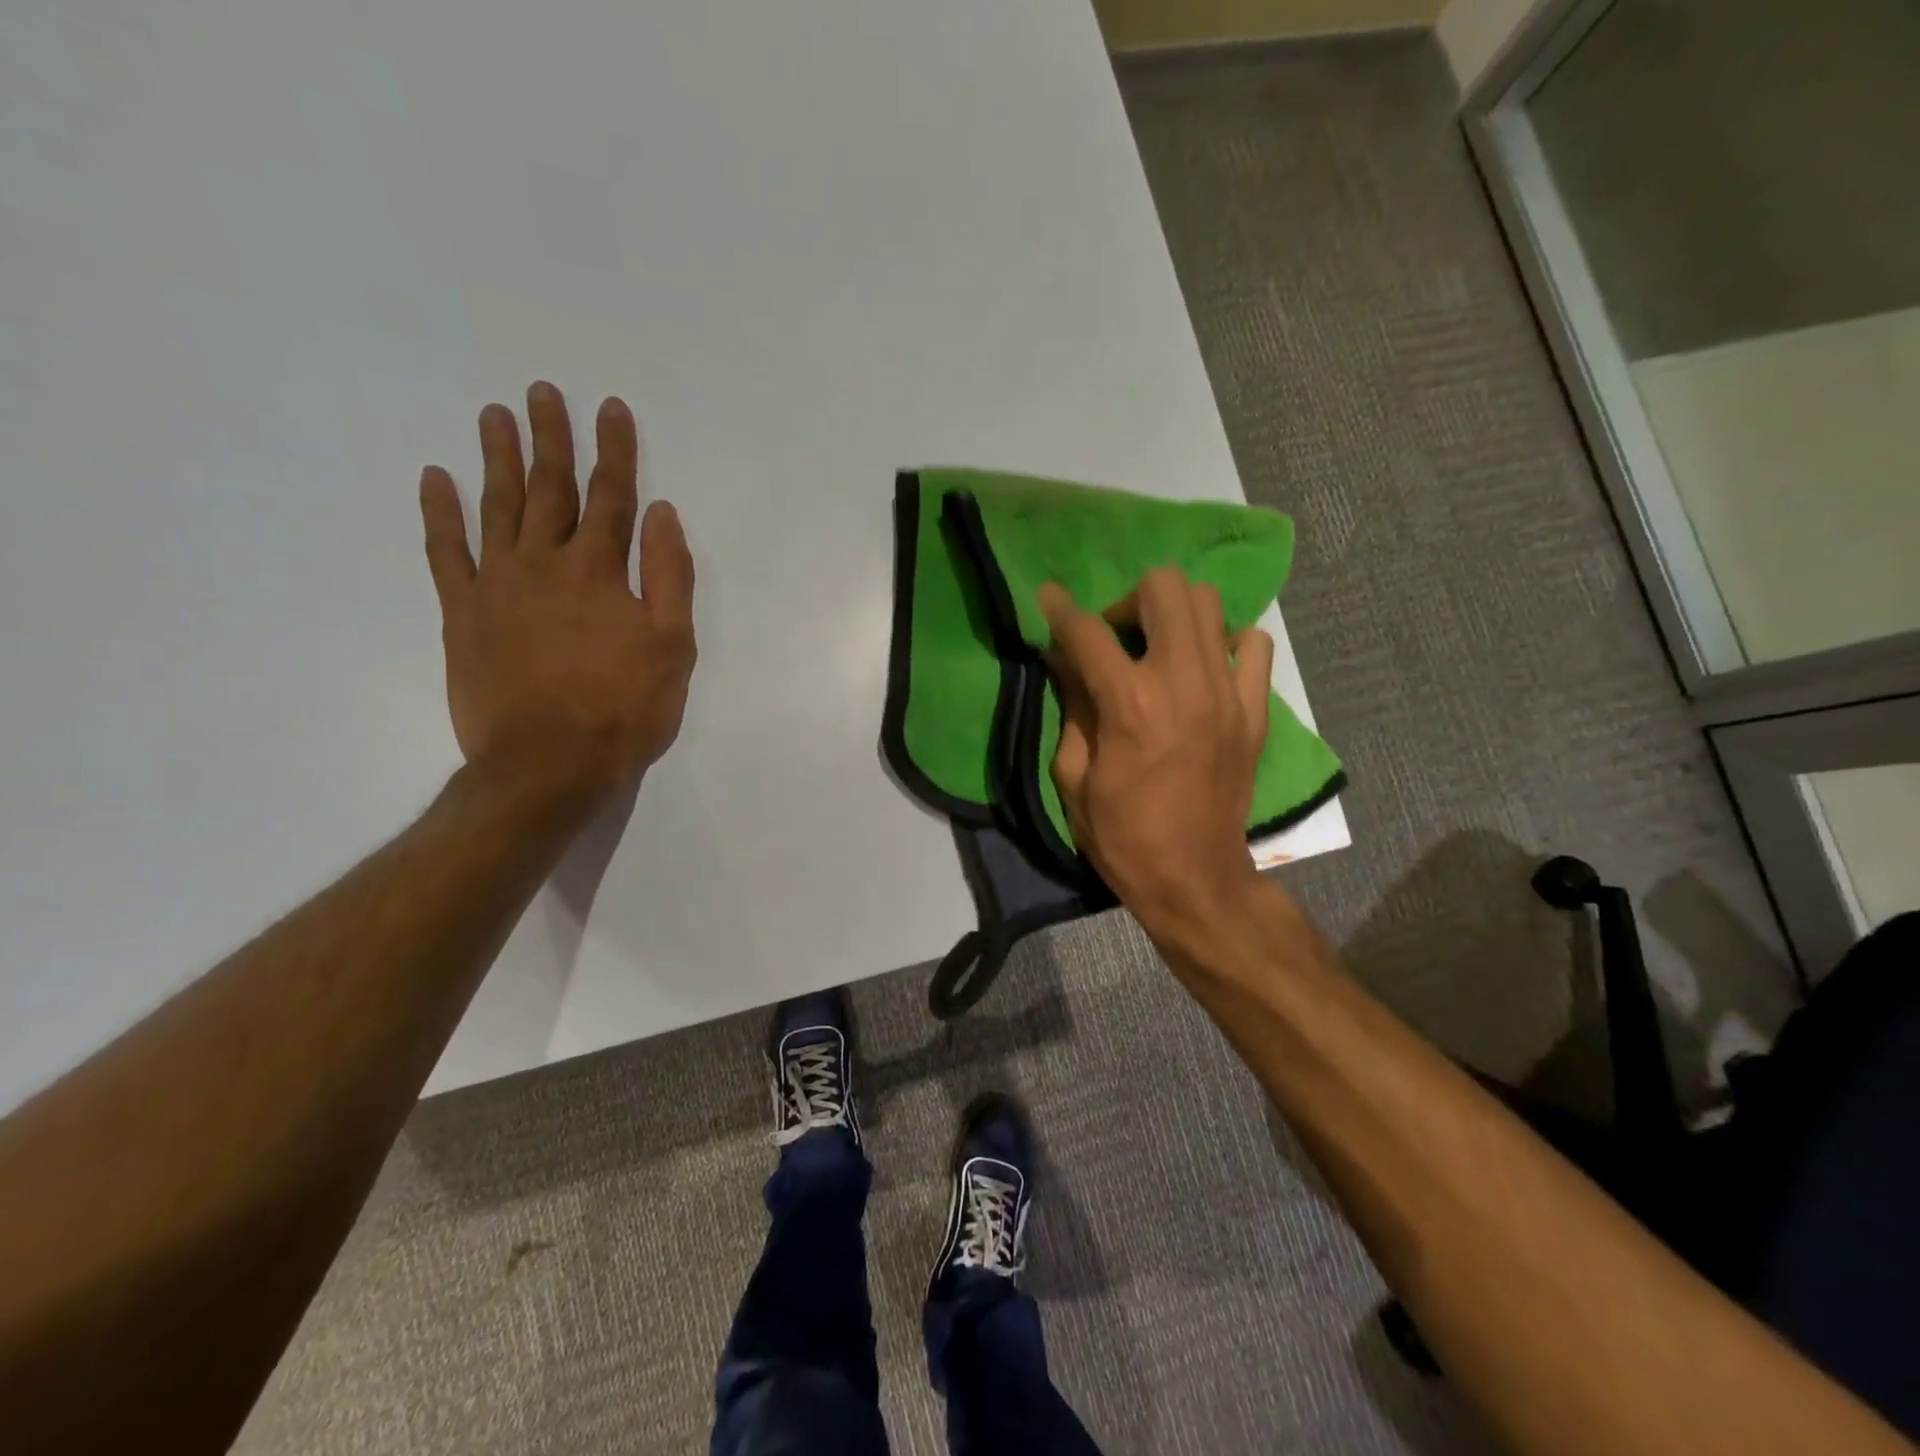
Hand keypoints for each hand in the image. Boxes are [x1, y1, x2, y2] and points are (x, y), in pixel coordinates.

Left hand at [419, 381, 695, 803]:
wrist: (550, 763)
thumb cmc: (625, 709)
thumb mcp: (673, 646)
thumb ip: (669, 576)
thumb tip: (661, 513)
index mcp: (601, 572)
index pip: (612, 496)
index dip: (614, 450)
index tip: (610, 407)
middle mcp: (546, 563)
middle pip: (550, 488)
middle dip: (551, 437)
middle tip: (542, 391)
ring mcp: (497, 585)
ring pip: (498, 506)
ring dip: (497, 457)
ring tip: (495, 414)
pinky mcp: (462, 613)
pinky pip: (445, 552)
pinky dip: (440, 513)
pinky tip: (437, 479)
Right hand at [1040, 568, 1273, 940]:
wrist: (1195, 880)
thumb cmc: (1123, 836)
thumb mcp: (1075, 777)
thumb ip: (1071, 707)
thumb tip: (1062, 660)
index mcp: (1130, 704)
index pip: (1088, 632)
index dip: (1060, 608)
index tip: (1048, 596)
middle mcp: (1183, 682)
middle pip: (1163, 589)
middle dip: (1128, 601)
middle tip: (1117, 638)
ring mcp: (1227, 693)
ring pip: (1209, 603)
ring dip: (1174, 614)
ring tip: (1159, 649)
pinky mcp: (1254, 710)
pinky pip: (1253, 645)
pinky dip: (1226, 643)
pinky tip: (1205, 669)